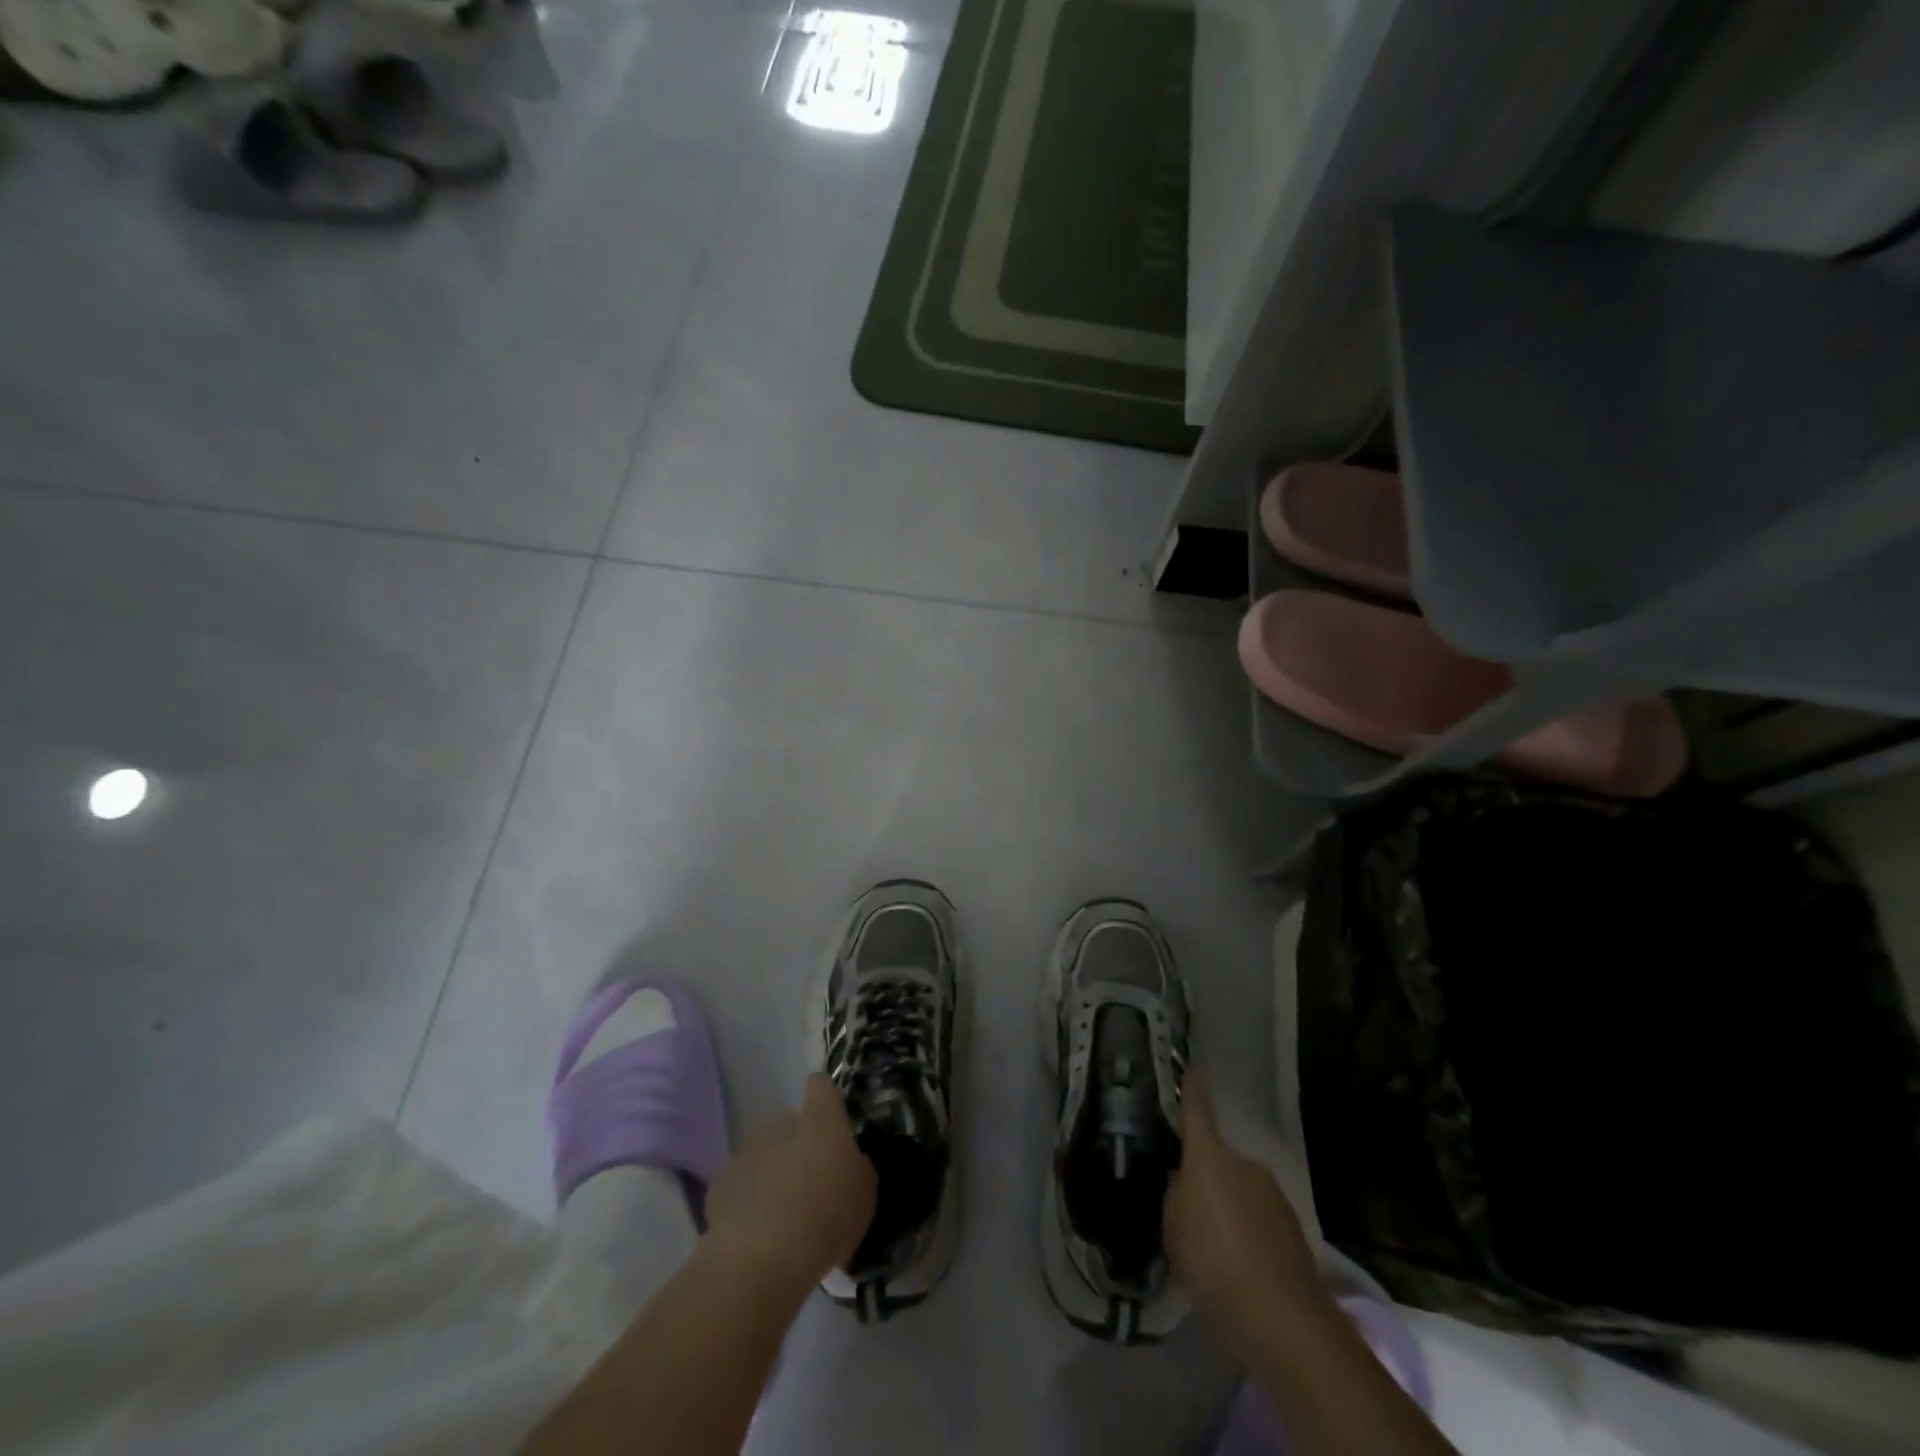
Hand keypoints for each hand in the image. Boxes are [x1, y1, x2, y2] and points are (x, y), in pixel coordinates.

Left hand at [703, 1074, 876, 1295]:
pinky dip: (749, 1199)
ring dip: (774, 1173)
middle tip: (811, 1185)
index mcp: (820, 1123)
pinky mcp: (721, 1183)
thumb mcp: (864, 1197)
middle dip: (800, 1147)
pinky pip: (742, 1182)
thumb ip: (857, 1167)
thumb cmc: (824, 1223)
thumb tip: (849, 1160)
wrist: (757, 1264)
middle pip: (792, 1125)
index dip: (825, 1099)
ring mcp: (747, 1152)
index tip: (832, 1122)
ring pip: (766, 1153)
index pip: (821, 1086)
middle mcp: (781, 1126)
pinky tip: (756, 1232)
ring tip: (782, 1216)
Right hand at [1164, 1079, 1322, 1354]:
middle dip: (1207, 1177)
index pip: (1197, 1110)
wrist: (1282, 1317)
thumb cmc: (1213, 1262)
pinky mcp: (1294, 1227)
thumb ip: (1175, 1198)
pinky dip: (1249, 1231)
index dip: (1192, 1089)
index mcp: (1209, 1156)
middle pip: (1219, 1159)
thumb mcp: (1173, 1230)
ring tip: (1215, 1244)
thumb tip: (1182, 1184)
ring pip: (1241, 1189)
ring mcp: (1273, 1193)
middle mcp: (1244, 1163)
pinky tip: (1240, 1263)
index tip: (1190, 1069)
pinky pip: (1260, 1217)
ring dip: (1229, 1206)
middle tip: (1190, 1207)